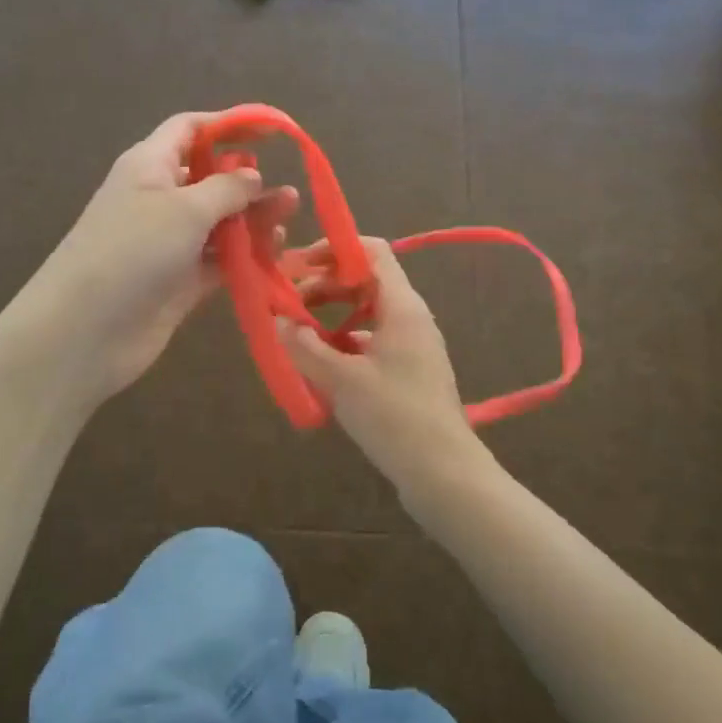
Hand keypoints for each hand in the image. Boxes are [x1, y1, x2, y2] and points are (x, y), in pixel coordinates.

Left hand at [21, 113, 297, 405]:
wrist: (84, 332)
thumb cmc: (132, 251)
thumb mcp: (184, 209)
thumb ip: (226, 188)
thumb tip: (252, 175)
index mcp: (149, 166)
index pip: (189, 130)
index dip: (228, 125)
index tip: (271, 132)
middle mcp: (159, 199)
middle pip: (209, 178)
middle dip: (247, 182)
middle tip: (288, 194)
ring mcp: (168, 243)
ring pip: (218, 222)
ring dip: (252, 220)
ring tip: (288, 219)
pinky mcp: (178, 282)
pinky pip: (218, 260)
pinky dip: (245, 255)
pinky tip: (274, 253)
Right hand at [278, 237, 493, 506]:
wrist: (444, 473)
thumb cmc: (394, 416)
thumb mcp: (341, 380)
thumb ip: (305, 346)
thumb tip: (278, 320)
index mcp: (401, 306)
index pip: (371, 252)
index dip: (333, 249)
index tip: (296, 264)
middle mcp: (409, 317)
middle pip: (364, 281)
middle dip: (323, 284)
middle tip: (285, 302)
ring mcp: (410, 346)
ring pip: (364, 313)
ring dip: (329, 315)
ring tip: (295, 333)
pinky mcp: (406, 372)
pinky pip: (369, 342)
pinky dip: (342, 344)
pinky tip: (318, 365)